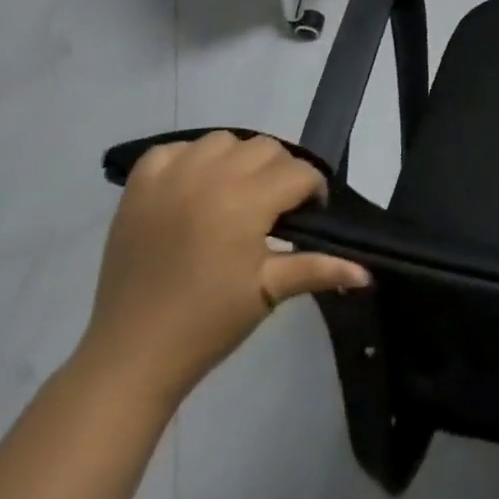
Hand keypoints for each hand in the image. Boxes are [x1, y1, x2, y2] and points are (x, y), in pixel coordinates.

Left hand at [76, 131, 368, 408]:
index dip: (313, 191)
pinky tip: (193, 188)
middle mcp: (210, 177)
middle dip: (280, 173)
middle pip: (266, 149)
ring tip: (235, 195)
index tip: (310, 216)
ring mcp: (170, 178)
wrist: (131, 356)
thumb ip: (320, 269)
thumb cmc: (208, 324)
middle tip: (274, 210)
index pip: (299, 172)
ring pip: (223, 141)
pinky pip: (172, 150)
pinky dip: (188, 160)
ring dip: (237, 160)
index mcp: (246, 202)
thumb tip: (367, 272)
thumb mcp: (269, 292)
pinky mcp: (137, 188)